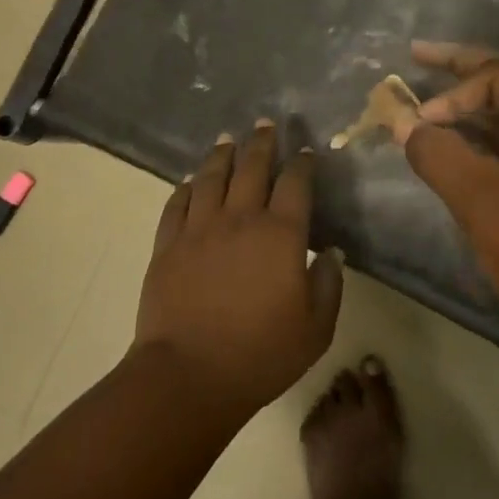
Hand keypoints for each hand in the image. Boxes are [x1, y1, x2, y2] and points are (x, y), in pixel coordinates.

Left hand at [134, 121, 343, 415]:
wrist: (189, 375)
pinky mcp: (168, 244)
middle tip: (265, 124)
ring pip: (211, 177)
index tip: (304, 150)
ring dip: (222, 154)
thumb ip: (329, 284)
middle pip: (252, 168)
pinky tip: (191, 181)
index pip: (295, 183)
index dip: (301, 163)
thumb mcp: (316, 328)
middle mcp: (240, 219)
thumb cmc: (261, 354)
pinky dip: (186, 187)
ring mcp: (199, 228)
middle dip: (261, 142)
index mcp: (281, 234)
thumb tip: (330, 252)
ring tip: (227, 139)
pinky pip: (177, 203)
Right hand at [399, 42, 498, 341]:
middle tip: (418, 53)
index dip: (457, 91)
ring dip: (463, 102)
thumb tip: (401, 122)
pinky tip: (443, 136)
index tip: (422, 119)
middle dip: (460, 68)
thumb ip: (440, 156)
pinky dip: (469, 134)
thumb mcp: (483, 203)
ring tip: (425, 92)